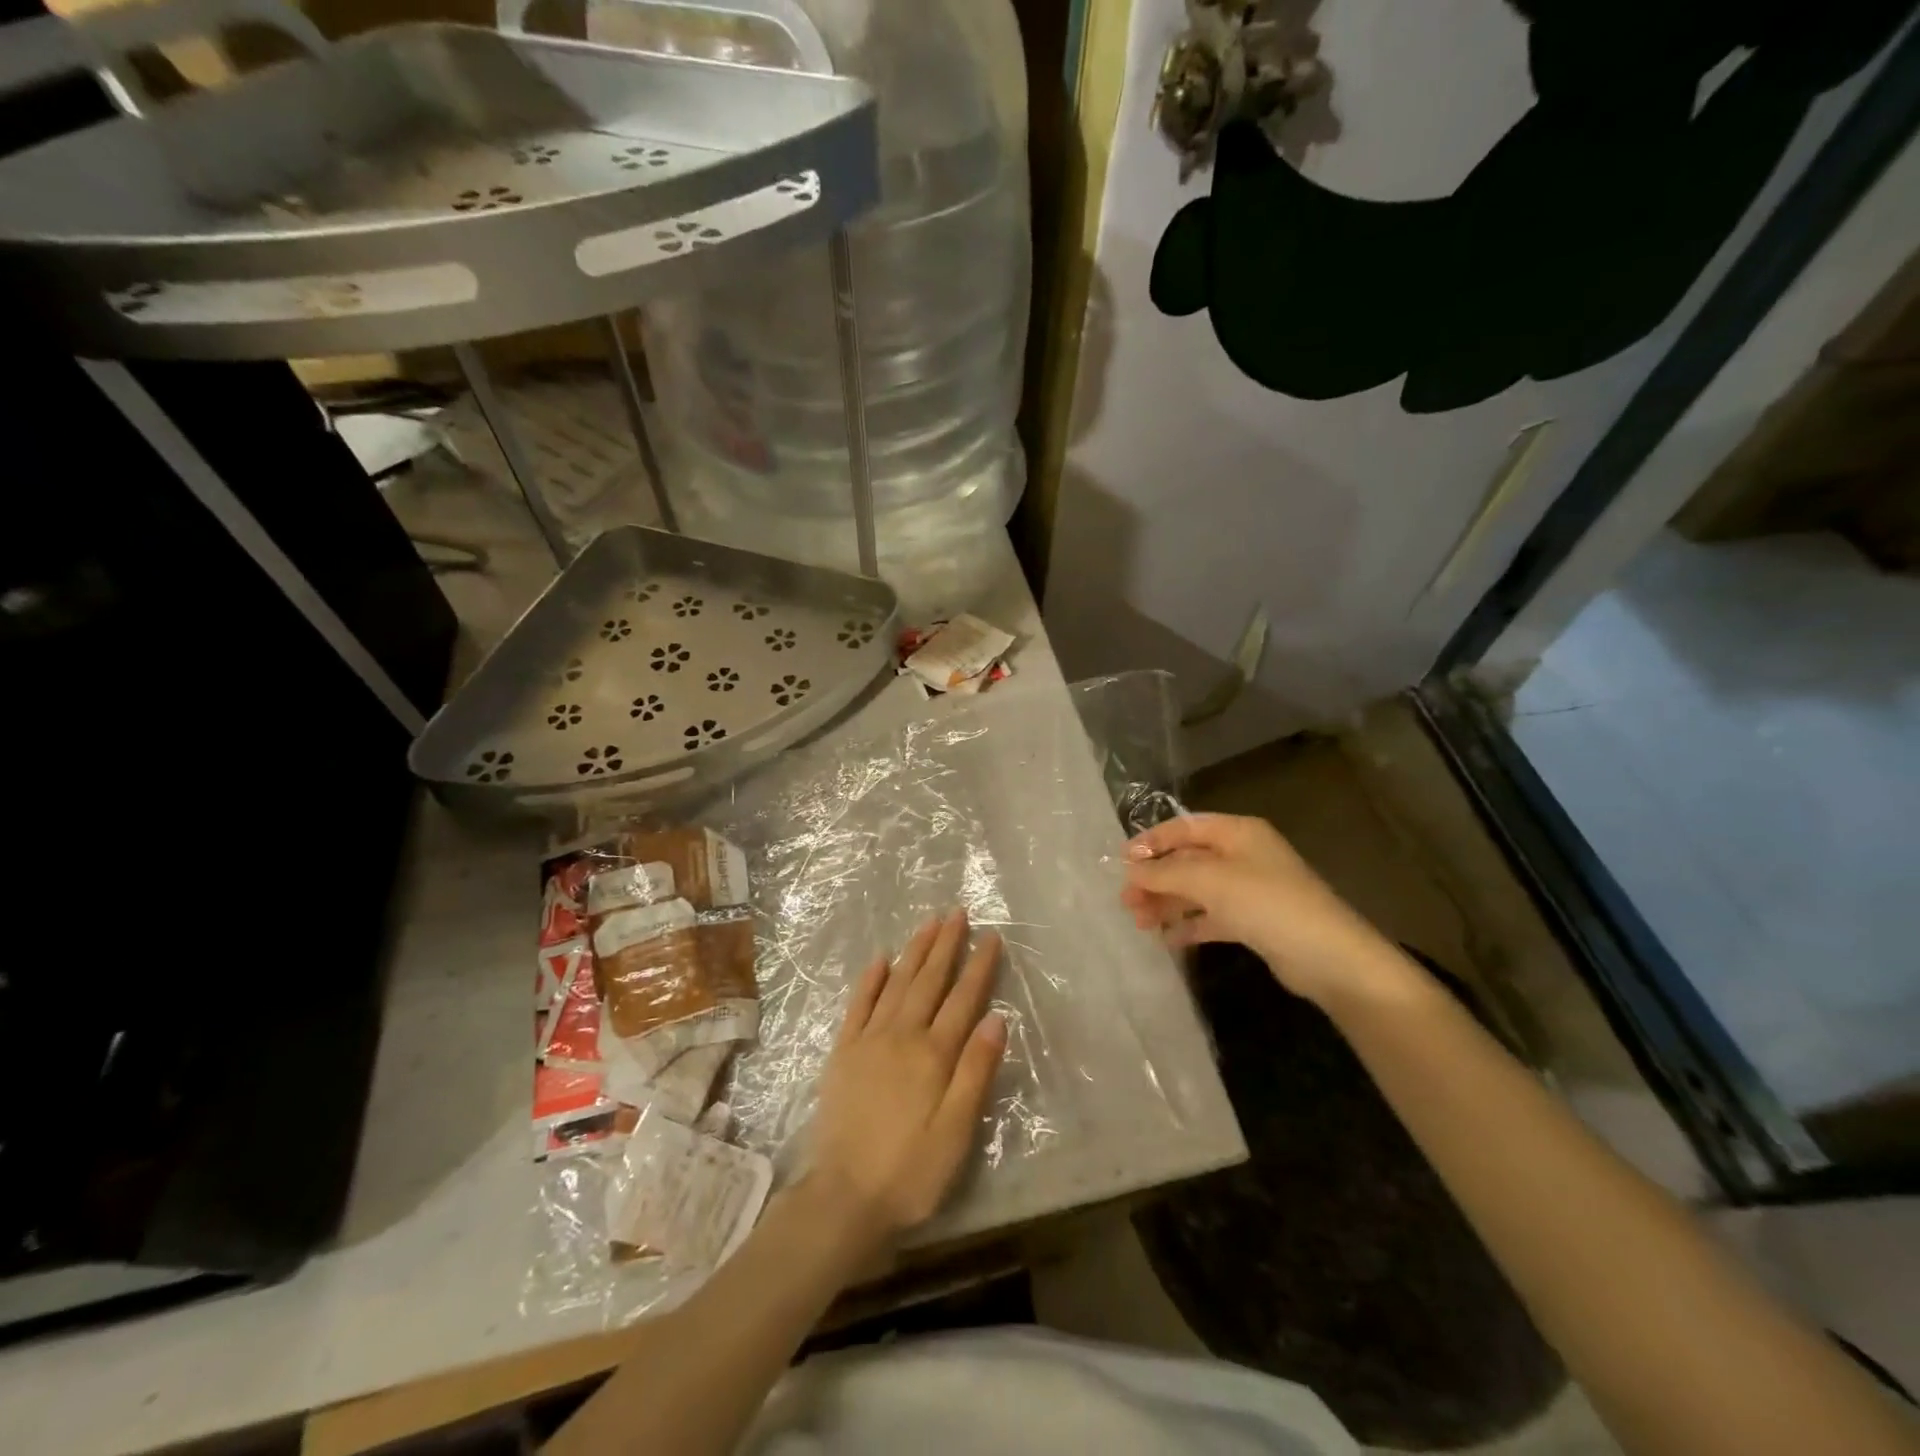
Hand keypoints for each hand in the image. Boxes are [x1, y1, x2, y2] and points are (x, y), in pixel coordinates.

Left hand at [805, 909, 1005, 1244]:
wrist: (843, 1198)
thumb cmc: (911, 1172)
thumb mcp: (957, 1132)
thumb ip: (976, 1071)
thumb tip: (996, 1018)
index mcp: (934, 1055)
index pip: (963, 999)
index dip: (979, 967)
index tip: (990, 936)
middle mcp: (902, 1036)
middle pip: (929, 981)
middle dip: (946, 944)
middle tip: (957, 912)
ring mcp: (868, 1040)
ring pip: (897, 983)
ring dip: (914, 951)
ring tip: (928, 923)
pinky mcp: (843, 1052)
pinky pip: (858, 1004)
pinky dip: (871, 979)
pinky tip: (880, 959)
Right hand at [1121, 813, 1411, 1006]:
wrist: (1328, 957)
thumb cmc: (1266, 903)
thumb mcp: (1209, 880)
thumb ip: (1165, 872)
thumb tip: (1131, 868)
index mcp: (1237, 832)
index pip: (1184, 827)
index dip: (1151, 841)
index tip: (1121, 862)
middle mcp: (1242, 855)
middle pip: (1187, 860)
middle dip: (1155, 878)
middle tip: (1126, 900)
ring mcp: (1249, 889)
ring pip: (1196, 890)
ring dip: (1167, 903)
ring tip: (1139, 922)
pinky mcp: (1253, 922)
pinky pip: (1211, 917)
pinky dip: (1188, 924)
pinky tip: (1168, 939)